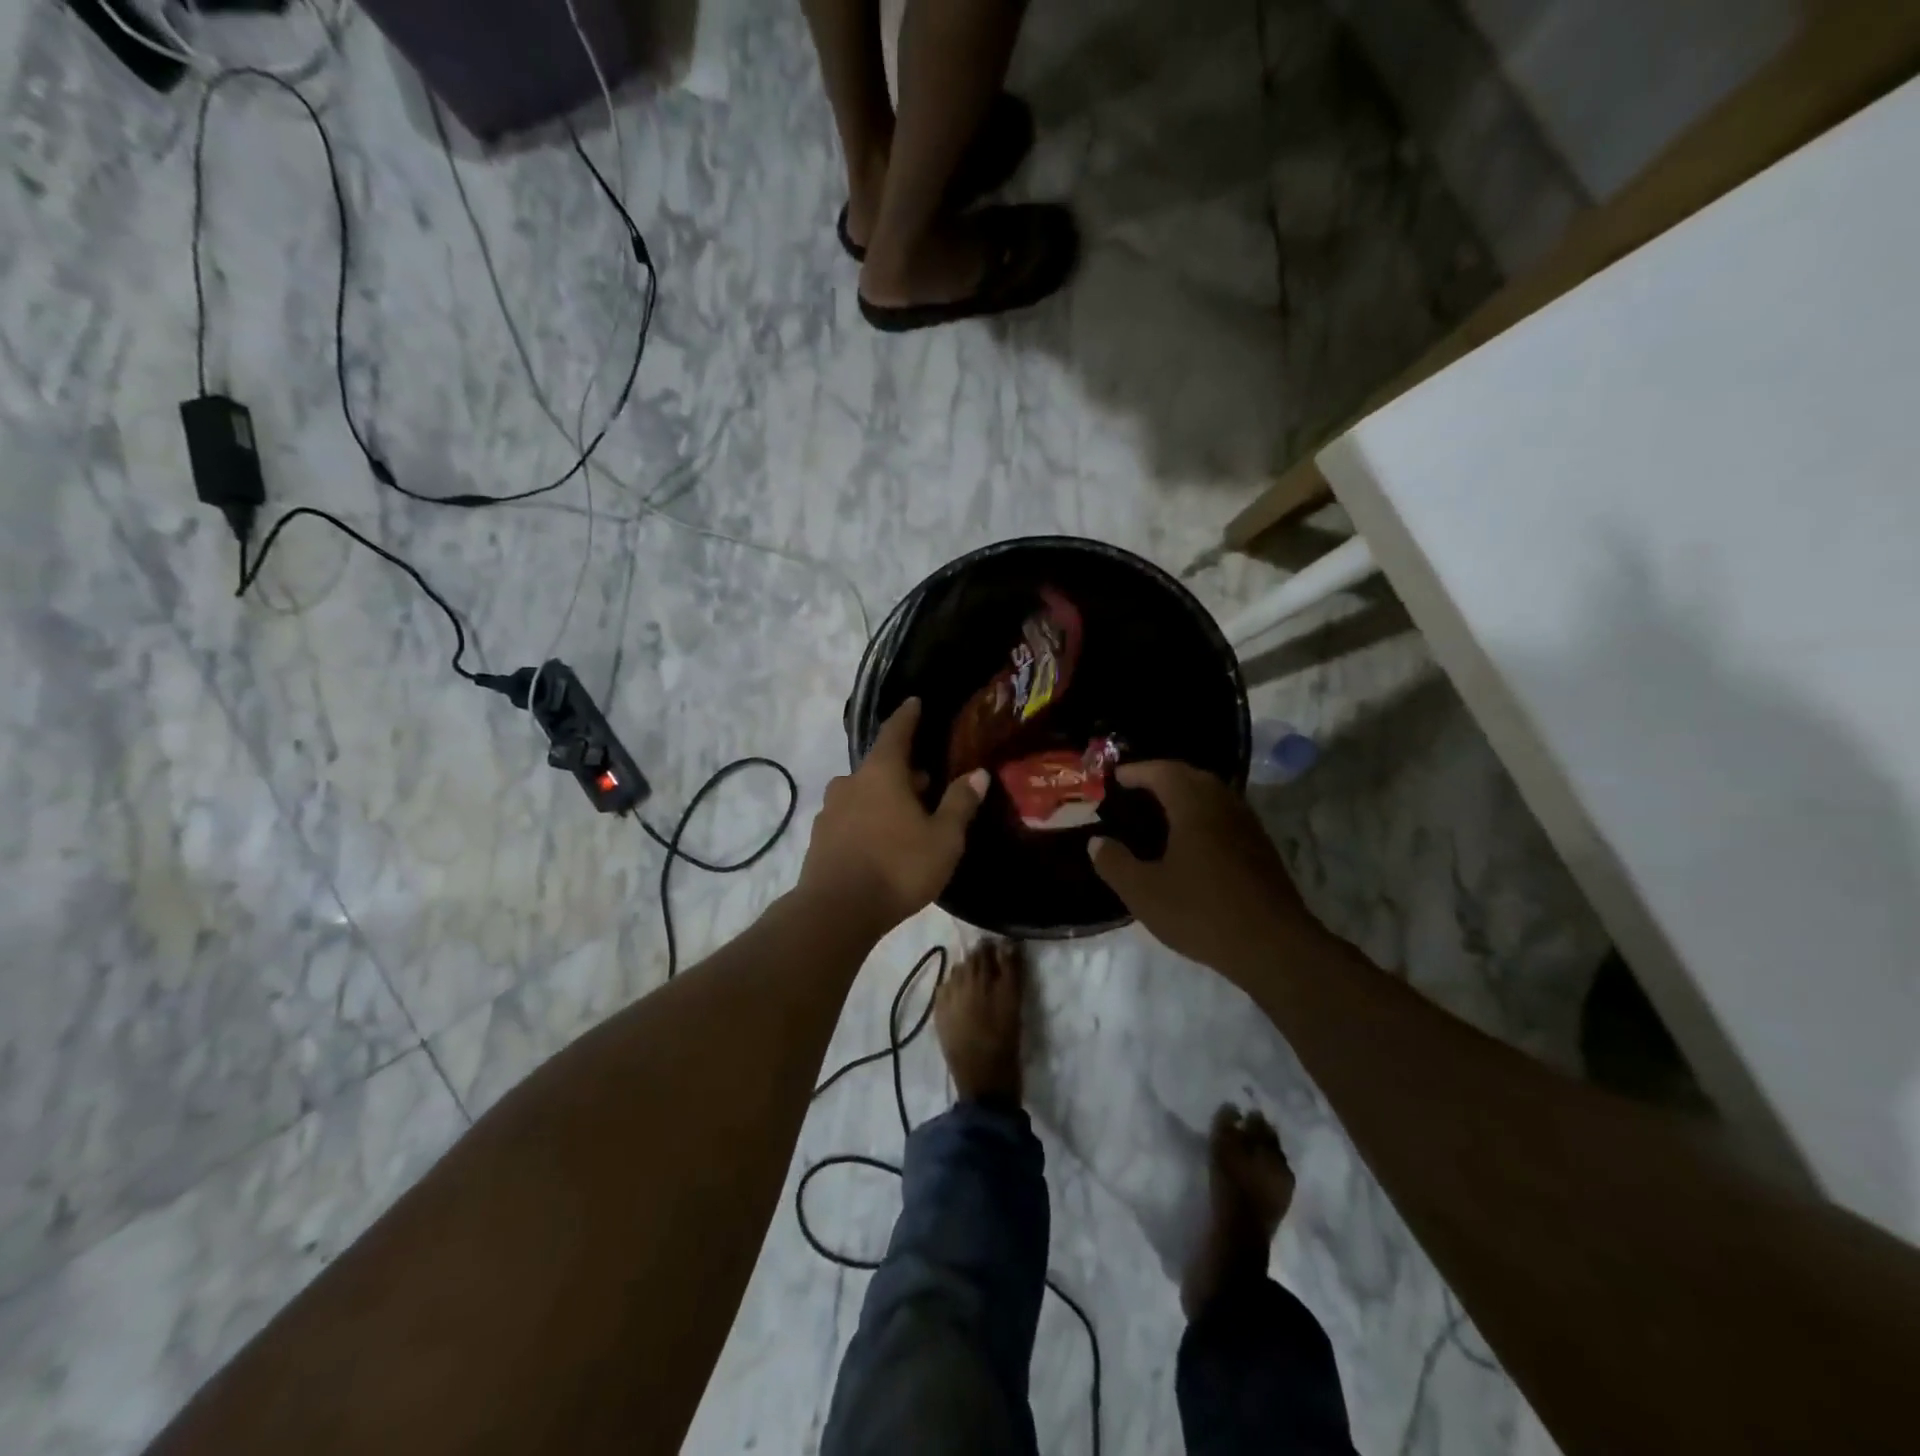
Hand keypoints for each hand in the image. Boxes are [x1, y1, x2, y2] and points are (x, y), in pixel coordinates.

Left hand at [798, 698, 988, 935]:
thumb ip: (960, 803)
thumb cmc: (898, 867)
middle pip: (880, 766)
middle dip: (903, 770)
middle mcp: (850, 783)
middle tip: (927, 782)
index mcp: (881, 773)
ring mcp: (830, 811)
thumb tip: (977, 773)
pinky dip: (867, 819)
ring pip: (863, 792)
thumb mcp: (943, 838)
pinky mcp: (819, 838)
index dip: (908, 716)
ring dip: (884, 796)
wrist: (836, 911)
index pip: (896, 732)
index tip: (914, 702)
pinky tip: (881, 841)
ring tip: (906, 815)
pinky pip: (849, 817)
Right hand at [1089, 760, 1309, 973]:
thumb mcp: (1144, 892)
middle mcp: (1224, 806)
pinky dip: (1203, 815)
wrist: (1274, 947)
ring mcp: (1248, 827)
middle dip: (1163, 777)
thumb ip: (1115, 863)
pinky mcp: (1262, 850)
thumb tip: (1097, 842)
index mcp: (1194, 806)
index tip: (1116, 776)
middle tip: (1137, 789)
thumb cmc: (1202, 912)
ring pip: (1214, 796)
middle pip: (1193, 777)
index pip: (1163, 772)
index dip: (1138, 771)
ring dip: (1187, 795)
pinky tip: (1192, 842)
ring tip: (1161, 812)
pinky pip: (1226, 816)